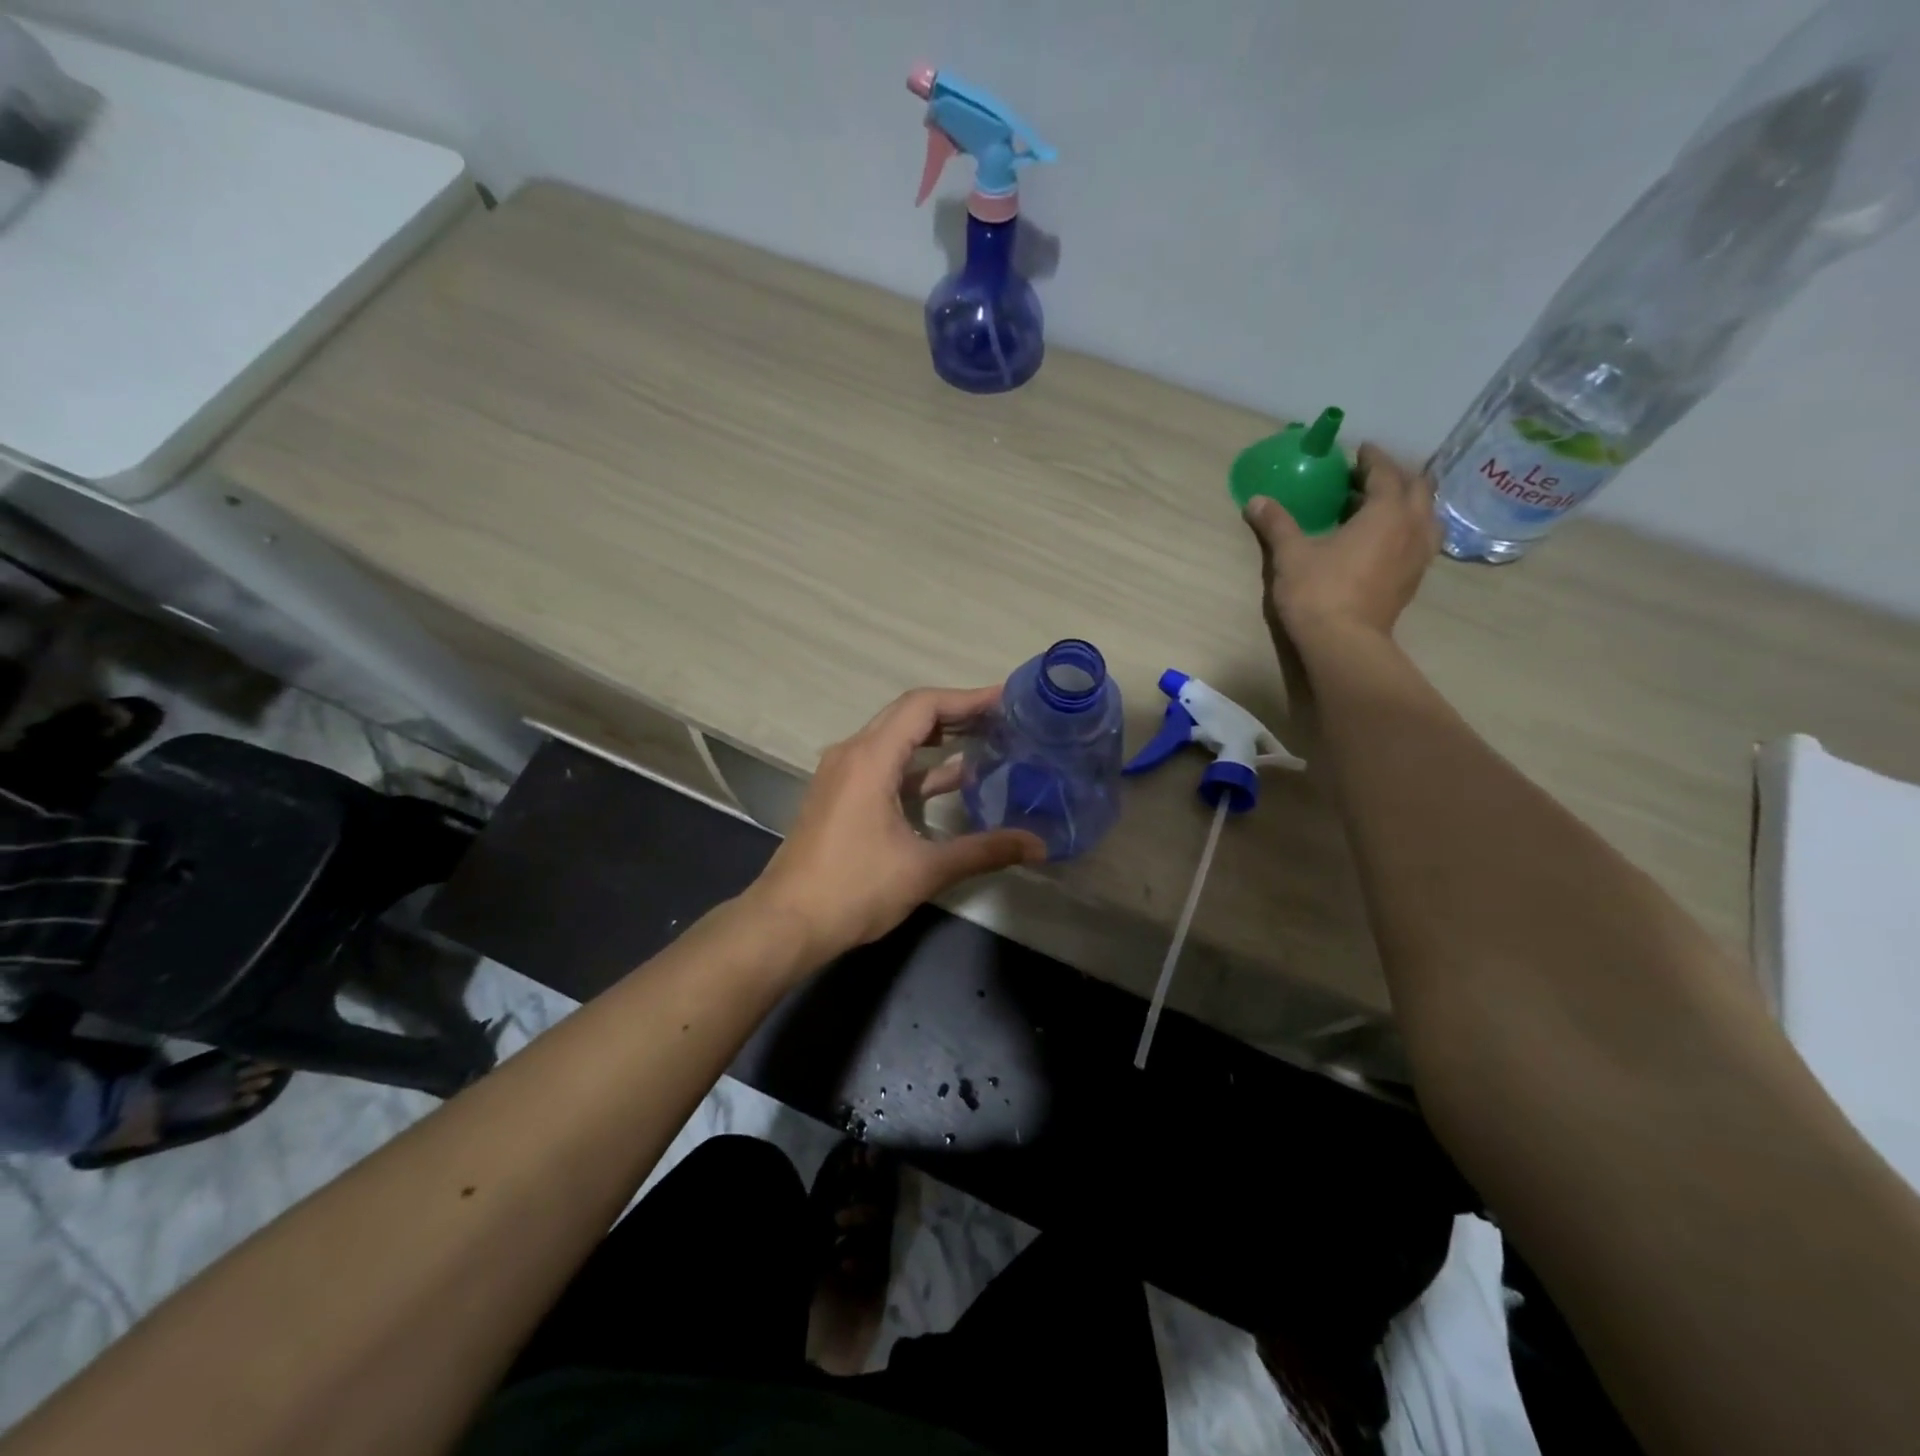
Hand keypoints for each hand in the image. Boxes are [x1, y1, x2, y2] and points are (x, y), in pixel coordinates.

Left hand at [744, 686, 1046, 963]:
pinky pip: (884, 764)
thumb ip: (984, 851)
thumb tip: (1039, 845)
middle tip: (1003, 718)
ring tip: (986, 741)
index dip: (967, 699)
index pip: (923, 706)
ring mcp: (842, 774)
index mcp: (870, 758)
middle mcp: (852, 754)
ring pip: (895, 740)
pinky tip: (952, 780)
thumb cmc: (853, 890)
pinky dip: (918, 766)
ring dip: (937, 739)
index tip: (1006, 700)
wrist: (786, 924)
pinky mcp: (839, 795)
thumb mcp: (924, 870)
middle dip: (956, 713)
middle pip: (908, 715)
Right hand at [1244, 443, 1439, 643]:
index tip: (1360, 451)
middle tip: (1371, 476)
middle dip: (1396, 476)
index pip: (1386, 473)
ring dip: (1409, 503)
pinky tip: (1386, 539)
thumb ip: (1277, 524)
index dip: (1372, 459)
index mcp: (1386, 512)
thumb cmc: (1318, 591)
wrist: (1343, 643)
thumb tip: (1256, 501)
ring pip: (1426, 515)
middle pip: (1417, 488)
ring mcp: (1419, 555)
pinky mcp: (1413, 580)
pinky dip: (1408, 529)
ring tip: (1383, 505)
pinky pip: (1421, 540)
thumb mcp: (1291, 554)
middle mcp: (1412, 527)